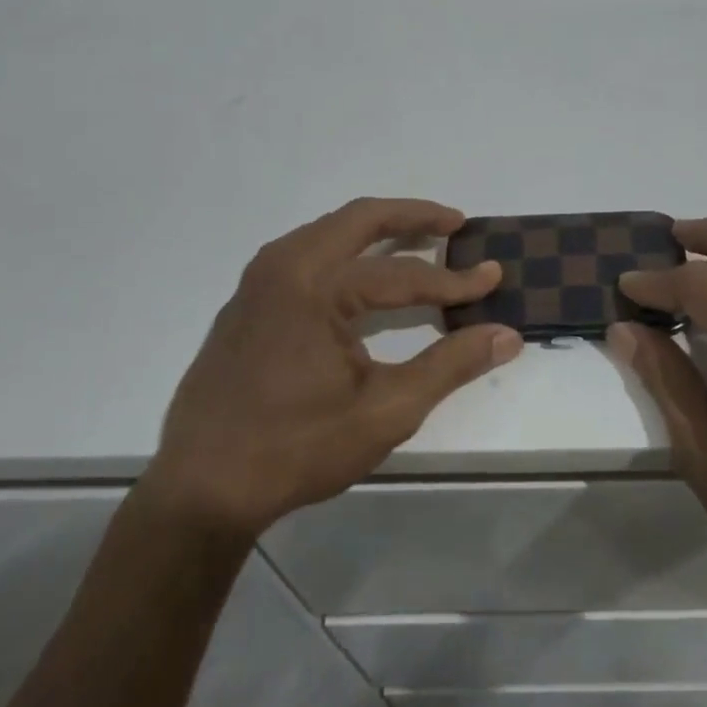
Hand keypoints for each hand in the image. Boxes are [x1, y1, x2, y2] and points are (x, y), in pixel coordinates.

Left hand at [145, 198, 521, 539]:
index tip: (493, 277)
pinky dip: (344, 251)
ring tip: (416, 241)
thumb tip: (507, 335)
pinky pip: (305, 255)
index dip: (454, 279)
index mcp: (316, 285)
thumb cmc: (296, 448)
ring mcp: (257, 282)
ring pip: (328, 232)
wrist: (199, 490)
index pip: (403, 273)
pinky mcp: (246, 303)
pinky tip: (361, 276)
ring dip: (375, 230)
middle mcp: (284, 266)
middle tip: (455, 223)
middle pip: (359, 219)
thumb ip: (450, 365)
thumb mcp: (386, 410)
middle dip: (412, 216)